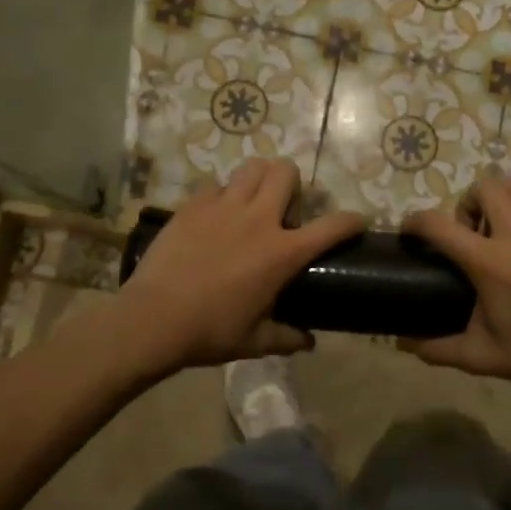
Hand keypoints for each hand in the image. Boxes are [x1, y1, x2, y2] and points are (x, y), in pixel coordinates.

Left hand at [119, 159, 364, 374]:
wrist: (153, 318)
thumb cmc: (210, 332)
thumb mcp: (254, 341)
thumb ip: (286, 338)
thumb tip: (308, 342)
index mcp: (282, 252)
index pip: (332, 226)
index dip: (351, 220)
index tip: (357, 220)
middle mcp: (259, 219)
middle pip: (286, 172)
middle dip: (293, 183)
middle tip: (283, 208)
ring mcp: (224, 206)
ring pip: (252, 168)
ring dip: (259, 179)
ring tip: (251, 201)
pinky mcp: (194, 204)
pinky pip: (216, 185)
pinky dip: (221, 195)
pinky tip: (214, 216)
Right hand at [402, 172, 510, 402]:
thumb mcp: (482, 357)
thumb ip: (437, 349)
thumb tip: (402, 343)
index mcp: (490, 263)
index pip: (439, 225)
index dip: (415, 221)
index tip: (410, 230)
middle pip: (483, 187)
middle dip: (466, 203)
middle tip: (469, 234)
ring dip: (497, 199)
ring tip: (499, 231)